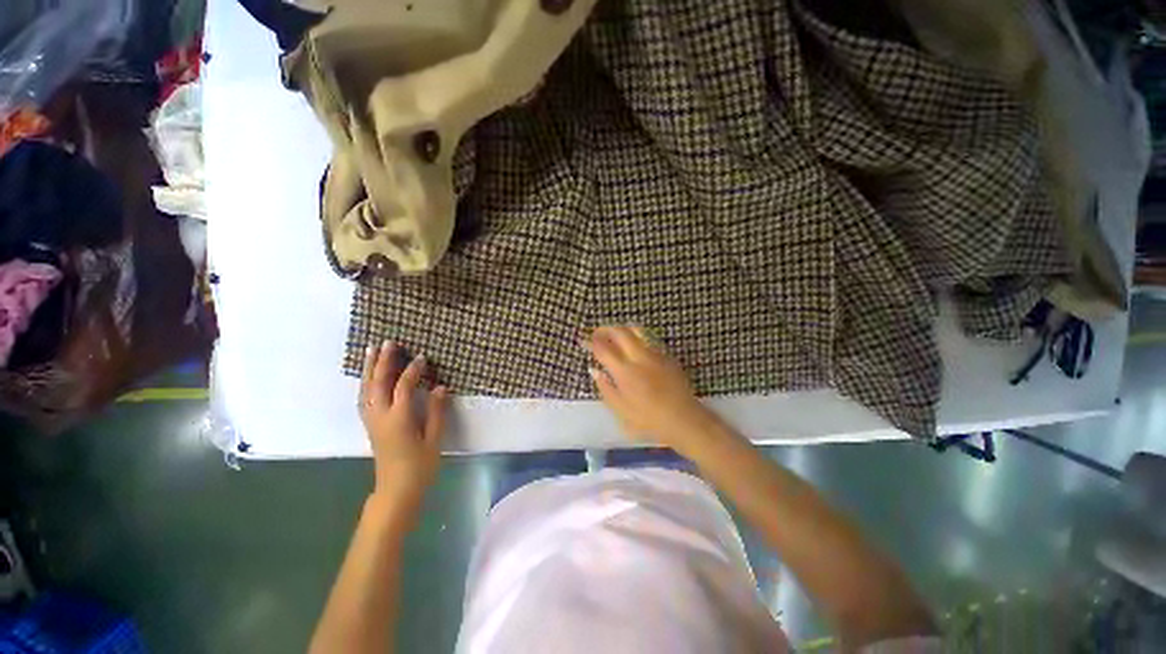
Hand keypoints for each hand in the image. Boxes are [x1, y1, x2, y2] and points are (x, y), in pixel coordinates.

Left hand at [359, 342, 448, 516]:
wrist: (396, 491)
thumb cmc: (419, 466)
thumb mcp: (434, 440)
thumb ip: (437, 412)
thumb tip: (441, 387)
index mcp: (399, 419)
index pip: (404, 387)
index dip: (413, 370)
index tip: (422, 357)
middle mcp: (381, 416)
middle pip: (378, 383)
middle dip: (383, 361)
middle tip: (388, 343)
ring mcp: (372, 421)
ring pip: (366, 389)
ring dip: (369, 369)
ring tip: (371, 351)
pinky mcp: (370, 426)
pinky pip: (364, 398)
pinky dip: (365, 383)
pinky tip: (368, 377)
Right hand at [585, 326, 719, 452]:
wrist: (683, 419)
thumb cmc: (648, 420)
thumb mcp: (620, 411)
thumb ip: (605, 388)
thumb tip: (594, 371)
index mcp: (624, 372)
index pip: (603, 348)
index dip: (591, 342)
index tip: (584, 340)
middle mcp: (639, 357)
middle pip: (619, 332)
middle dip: (605, 329)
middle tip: (598, 334)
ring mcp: (655, 353)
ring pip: (636, 330)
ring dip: (622, 329)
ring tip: (615, 335)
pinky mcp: (666, 355)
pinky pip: (649, 338)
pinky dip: (637, 336)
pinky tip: (635, 345)